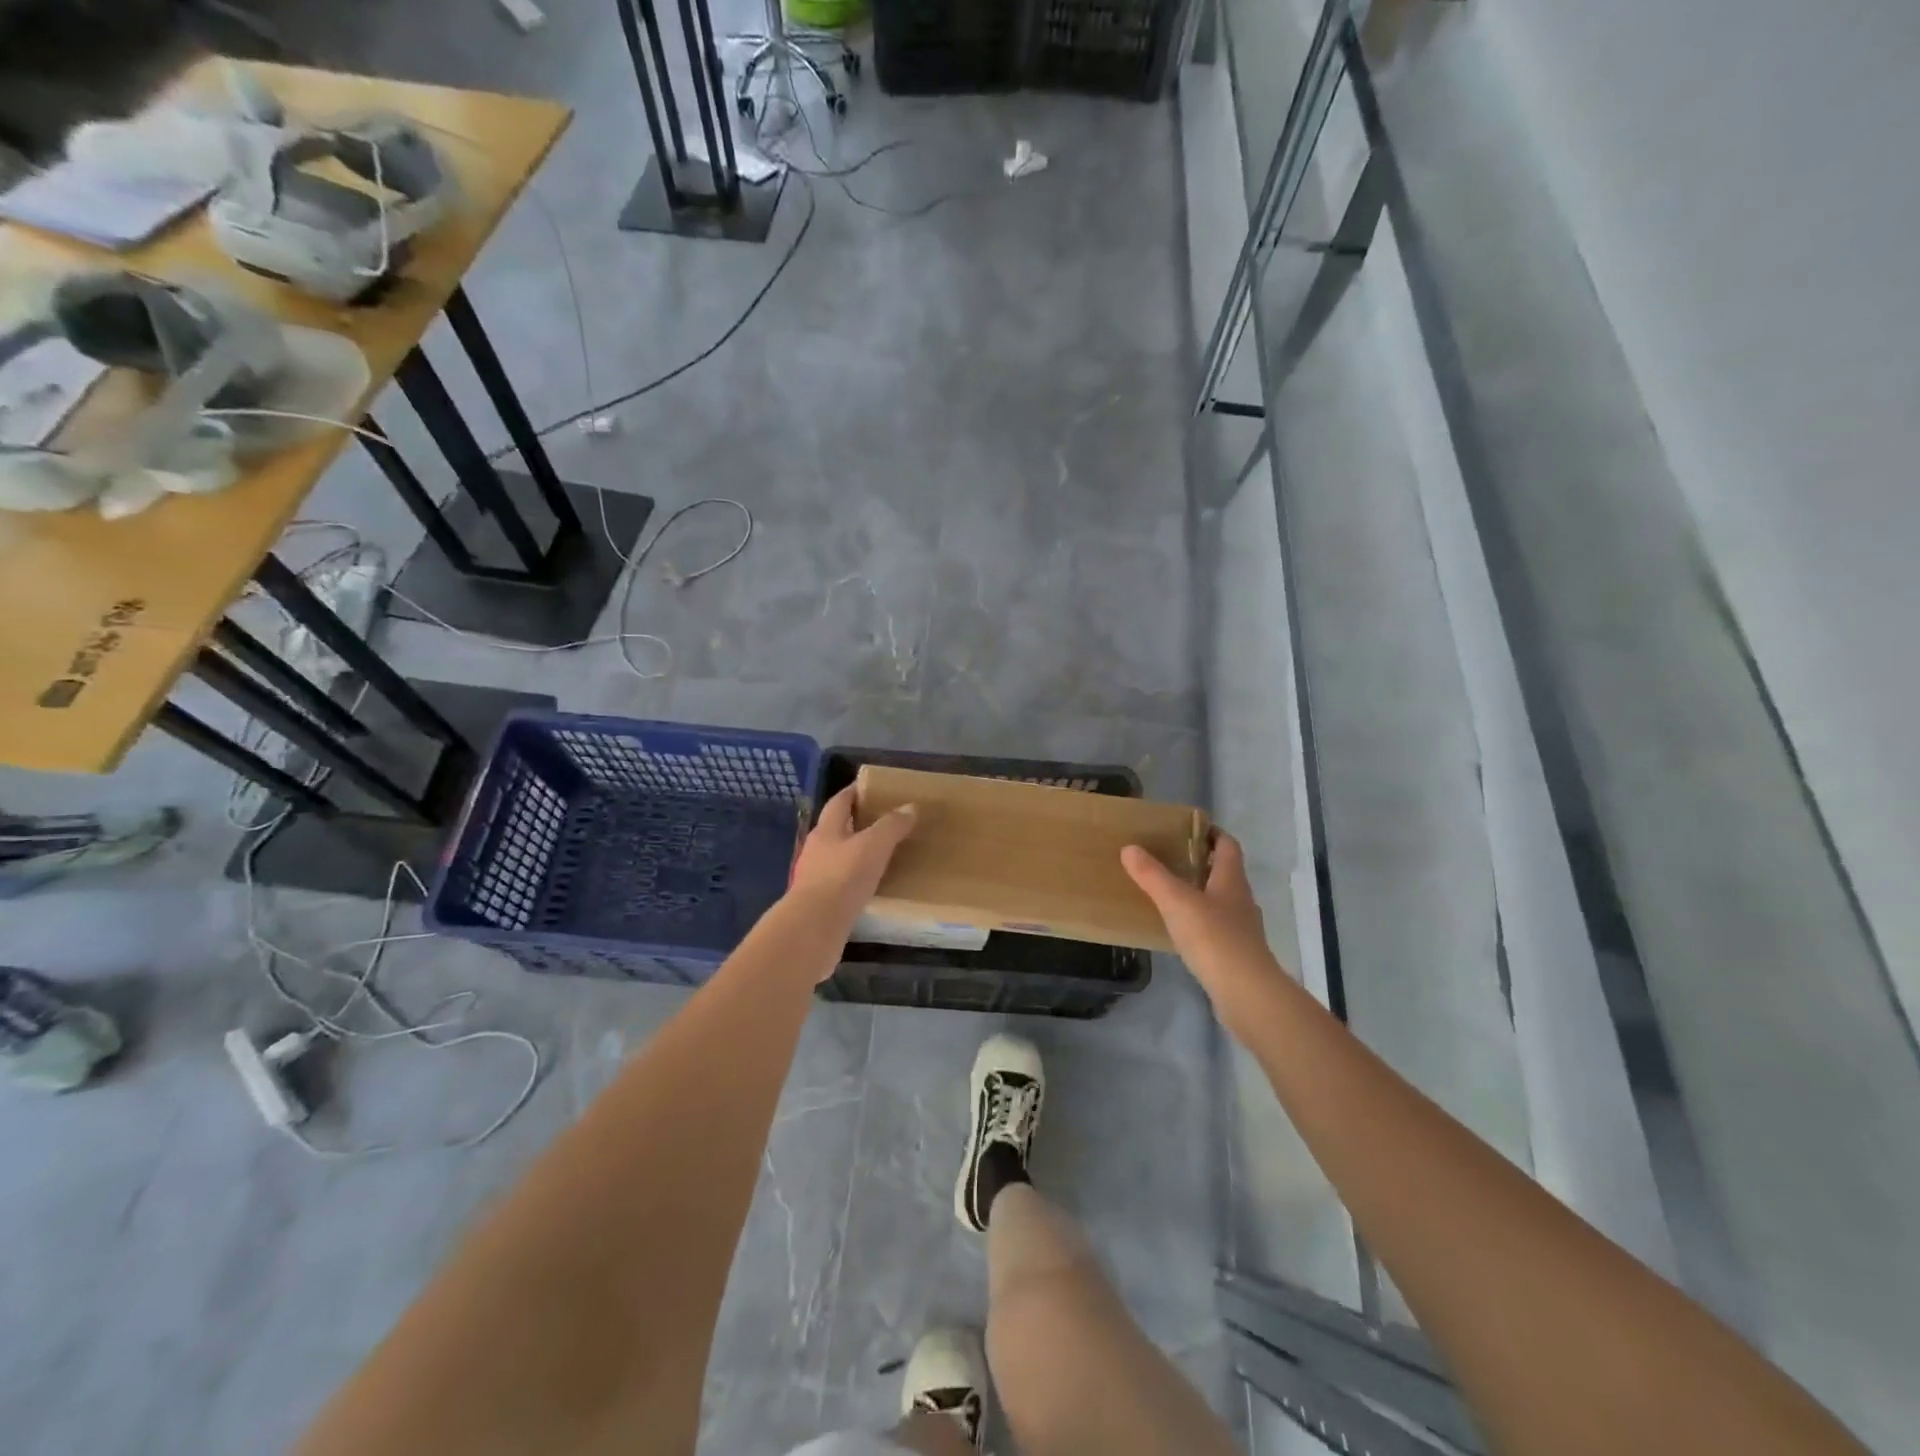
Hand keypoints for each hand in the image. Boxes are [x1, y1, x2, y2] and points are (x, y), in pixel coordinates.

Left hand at [788, 784, 917, 929]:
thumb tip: (910, 807)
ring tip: (883, 855)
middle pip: (837, 829)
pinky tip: (872, 887)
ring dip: (858, 854)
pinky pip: (842, 884)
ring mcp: (815, 878)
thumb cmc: (843, 878)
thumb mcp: (873, 846)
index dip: (854, 792)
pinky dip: (856, 881)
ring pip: (839, 857)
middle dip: (858, 823)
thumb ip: (891, 826)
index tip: (872, 787)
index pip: (839, 802)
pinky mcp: (820, 903)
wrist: (814, 928)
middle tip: (886, 822)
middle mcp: (817, 850)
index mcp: (826, 830)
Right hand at [1122, 830, 1285, 1015]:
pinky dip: (1199, 922)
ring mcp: (1242, 928)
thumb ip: (1152, 875)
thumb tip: (1129, 848)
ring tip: (1168, 893)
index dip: (1212, 833)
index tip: (1188, 829)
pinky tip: (1179, 930)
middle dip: (1200, 863)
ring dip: (1199, 893)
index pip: (1228, 845)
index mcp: (1231, 879)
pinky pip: (1216, 928)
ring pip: (1220, 901)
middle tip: (1169, 859)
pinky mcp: (1236, 954)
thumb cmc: (1214, 937)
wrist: (1246, 992)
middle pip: (1224, 872)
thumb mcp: (1176, 901)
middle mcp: (1241, 899)